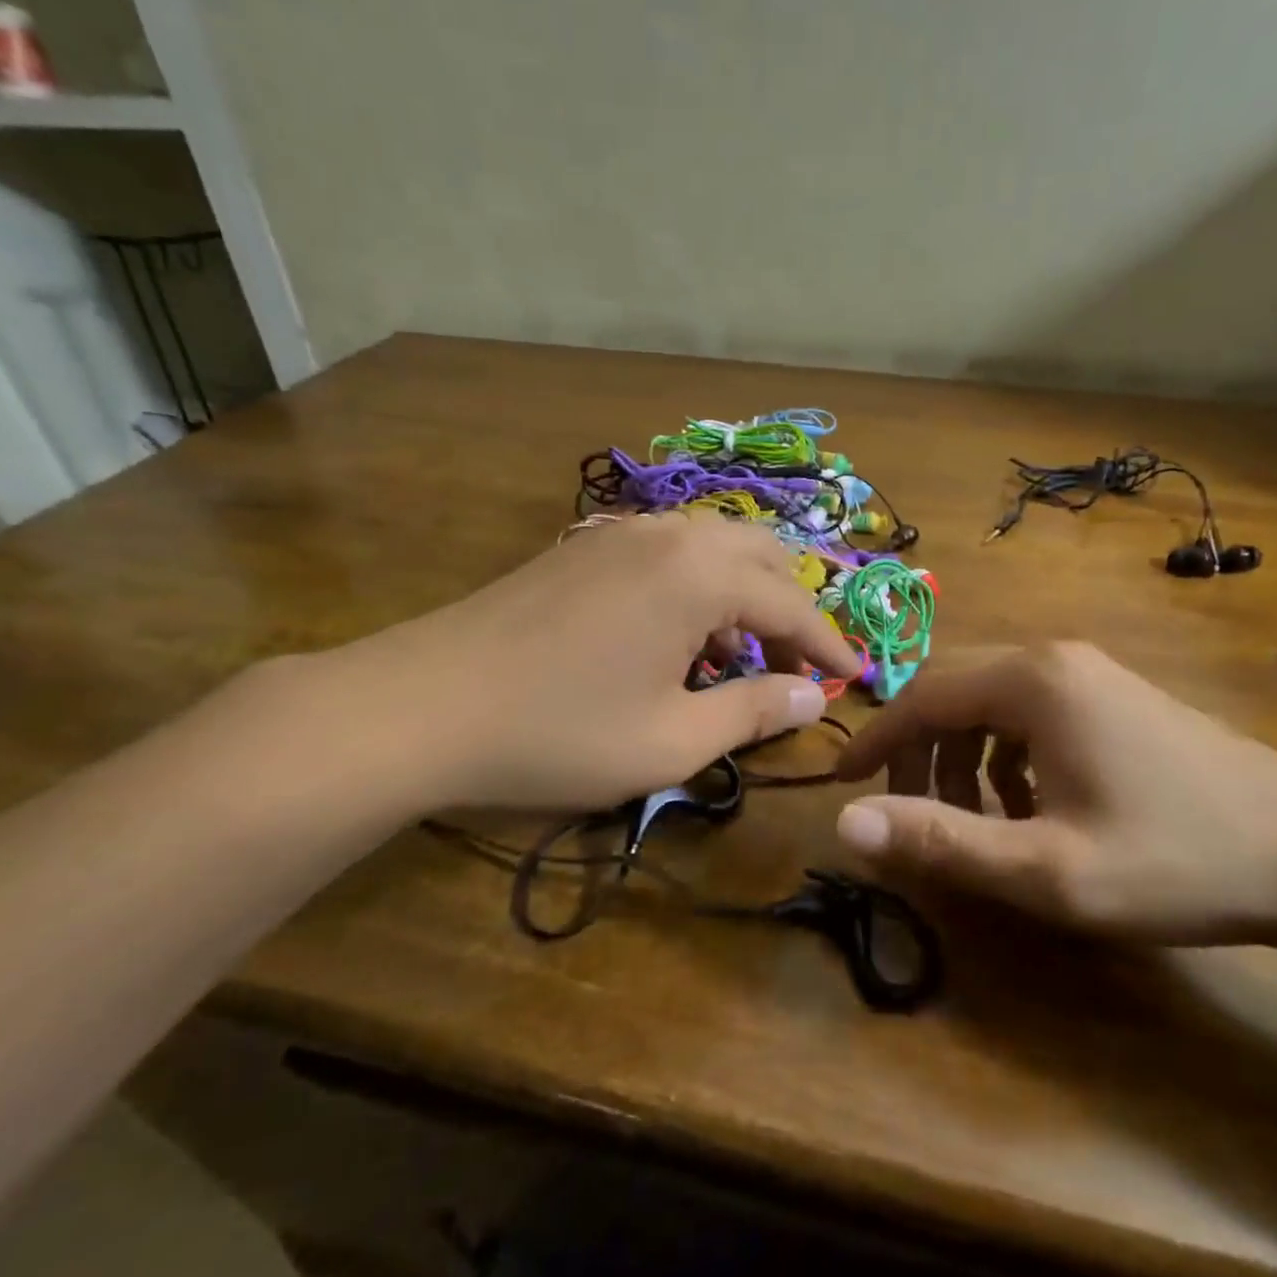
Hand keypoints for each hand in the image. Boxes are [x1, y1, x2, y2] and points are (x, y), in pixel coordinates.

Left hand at [298, 513, 861, 817]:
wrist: (419, 706)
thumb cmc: (557, 732)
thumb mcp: (671, 741)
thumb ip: (752, 712)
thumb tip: (810, 697)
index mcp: (700, 574)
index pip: (792, 605)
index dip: (829, 646)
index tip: (857, 678)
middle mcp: (667, 535)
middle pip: (759, 558)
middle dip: (791, 609)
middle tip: (798, 666)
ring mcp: (618, 535)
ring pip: (711, 549)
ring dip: (743, 596)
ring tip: (740, 656)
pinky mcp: (581, 549)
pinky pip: (666, 555)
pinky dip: (696, 588)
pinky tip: (677, 637)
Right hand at [832, 642, 1276, 946]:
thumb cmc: (1177, 861)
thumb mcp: (1046, 868)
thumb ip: (939, 842)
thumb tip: (845, 822)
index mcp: (1032, 681)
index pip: (922, 696)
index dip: (876, 741)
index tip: (842, 783)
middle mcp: (1054, 658)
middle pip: (953, 692)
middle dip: (919, 753)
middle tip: (908, 814)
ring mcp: (1091, 673)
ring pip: (991, 704)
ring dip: (962, 758)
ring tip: (973, 820)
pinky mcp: (1116, 695)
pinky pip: (1031, 713)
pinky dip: (1005, 755)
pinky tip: (1028, 805)